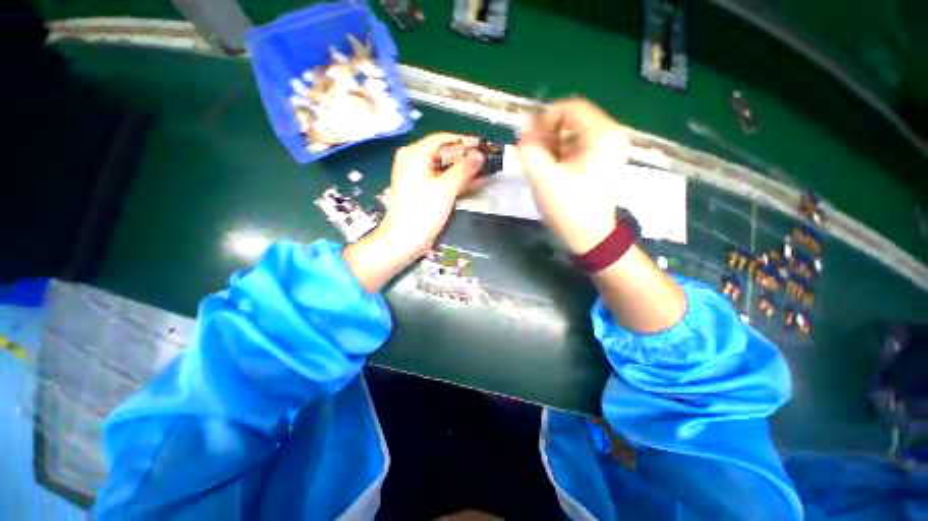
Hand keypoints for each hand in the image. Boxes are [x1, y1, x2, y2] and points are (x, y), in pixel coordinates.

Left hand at [344, 133, 485, 291]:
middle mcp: (414, 161)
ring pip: (445, 168)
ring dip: (465, 170)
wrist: (404, 241)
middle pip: (444, 153)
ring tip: (487, 171)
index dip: (466, 142)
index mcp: (415, 154)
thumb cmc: (422, 213)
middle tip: (488, 160)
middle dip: (467, 157)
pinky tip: (476, 183)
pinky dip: (457, 182)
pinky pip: (443, 180)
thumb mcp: (446, 189)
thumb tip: (479, 155)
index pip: (443, 140)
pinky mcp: (423, 191)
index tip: (485, 146)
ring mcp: (418, 177)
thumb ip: (464, 169)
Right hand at [517, 98, 629, 253]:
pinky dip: (558, 154)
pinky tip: (549, 169)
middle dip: (546, 134)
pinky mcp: (599, 162)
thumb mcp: (543, 178)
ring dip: (550, 145)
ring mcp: (606, 149)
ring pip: (572, 134)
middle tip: (529, 152)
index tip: (527, 138)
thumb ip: (529, 149)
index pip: (570, 108)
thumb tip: (522, 130)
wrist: (589, 236)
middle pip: (571, 120)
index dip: (544, 118)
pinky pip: (575, 147)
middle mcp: (609, 135)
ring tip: (537, 164)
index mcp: (602, 134)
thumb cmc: (568, 207)